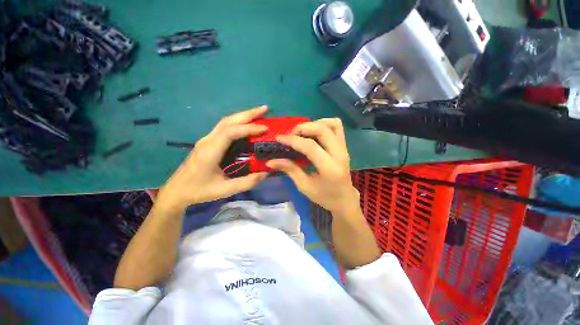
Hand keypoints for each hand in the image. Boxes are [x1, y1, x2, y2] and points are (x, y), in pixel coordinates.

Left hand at [155, 106, 269, 213]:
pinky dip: (235, 123)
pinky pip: (222, 128)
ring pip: (224, 122)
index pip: (231, 132)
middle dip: (247, 114)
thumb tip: (265, 173)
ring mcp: (205, 140)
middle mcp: (207, 141)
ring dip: (241, 116)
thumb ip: (245, 183)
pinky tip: (244, 125)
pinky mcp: (205, 142)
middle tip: (265, 108)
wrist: (178, 190)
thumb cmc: (199, 191)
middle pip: (228, 121)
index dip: (248, 128)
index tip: (265, 128)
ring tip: (258, 113)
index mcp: (210, 151)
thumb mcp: (223, 190)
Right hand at [266, 118, 359, 214]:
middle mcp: (340, 154)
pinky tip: (313, 132)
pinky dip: (323, 124)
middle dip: (303, 128)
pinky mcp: (344, 145)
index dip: (293, 140)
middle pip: (322, 129)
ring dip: (314, 124)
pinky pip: (336, 126)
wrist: (344, 199)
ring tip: (303, 133)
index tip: (279, 139)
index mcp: (330, 168)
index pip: (311, 146)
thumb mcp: (304, 186)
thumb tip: (270, 161)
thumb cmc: (324, 196)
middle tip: (291, 135)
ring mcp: (344, 148)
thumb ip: (290, 170)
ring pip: (332, 124)